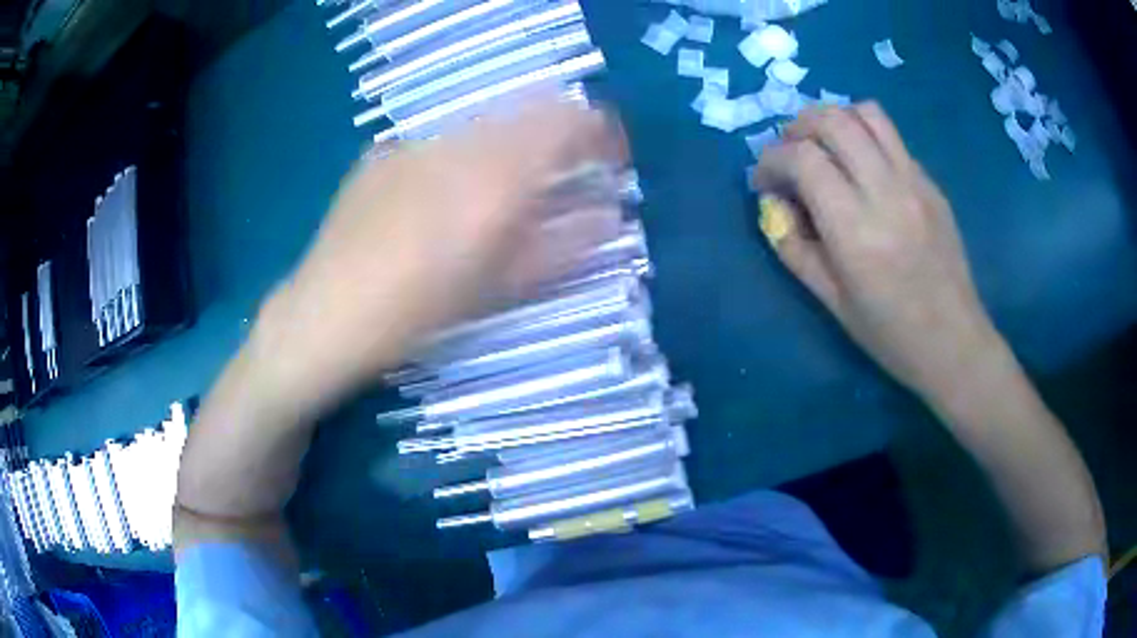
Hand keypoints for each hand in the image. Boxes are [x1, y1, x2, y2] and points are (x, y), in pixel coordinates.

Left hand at [249, 99, 623, 415]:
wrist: (321, 317)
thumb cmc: (413, 316)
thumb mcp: (497, 288)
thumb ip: (562, 246)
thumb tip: (608, 217)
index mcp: (492, 180)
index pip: (567, 123)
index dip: (599, 131)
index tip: (611, 157)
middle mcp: (457, 145)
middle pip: (529, 111)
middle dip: (560, 135)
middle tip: (568, 172)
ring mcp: (414, 144)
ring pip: (486, 123)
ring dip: (514, 144)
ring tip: (510, 187)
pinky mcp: (383, 153)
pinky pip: (443, 140)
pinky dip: (467, 155)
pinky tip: (447, 195)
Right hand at [753, 102, 1001, 402]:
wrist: (954, 342)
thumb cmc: (890, 334)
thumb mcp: (831, 302)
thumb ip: (794, 247)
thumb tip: (773, 207)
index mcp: (856, 229)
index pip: (803, 159)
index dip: (771, 160)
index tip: (763, 182)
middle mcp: (887, 191)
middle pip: (833, 120)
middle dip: (797, 127)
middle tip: (789, 154)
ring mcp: (915, 182)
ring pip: (867, 113)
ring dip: (835, 119)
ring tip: (824, 147)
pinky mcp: (932, 183)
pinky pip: (892, 138)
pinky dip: (865, 137)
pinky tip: (861, 170)